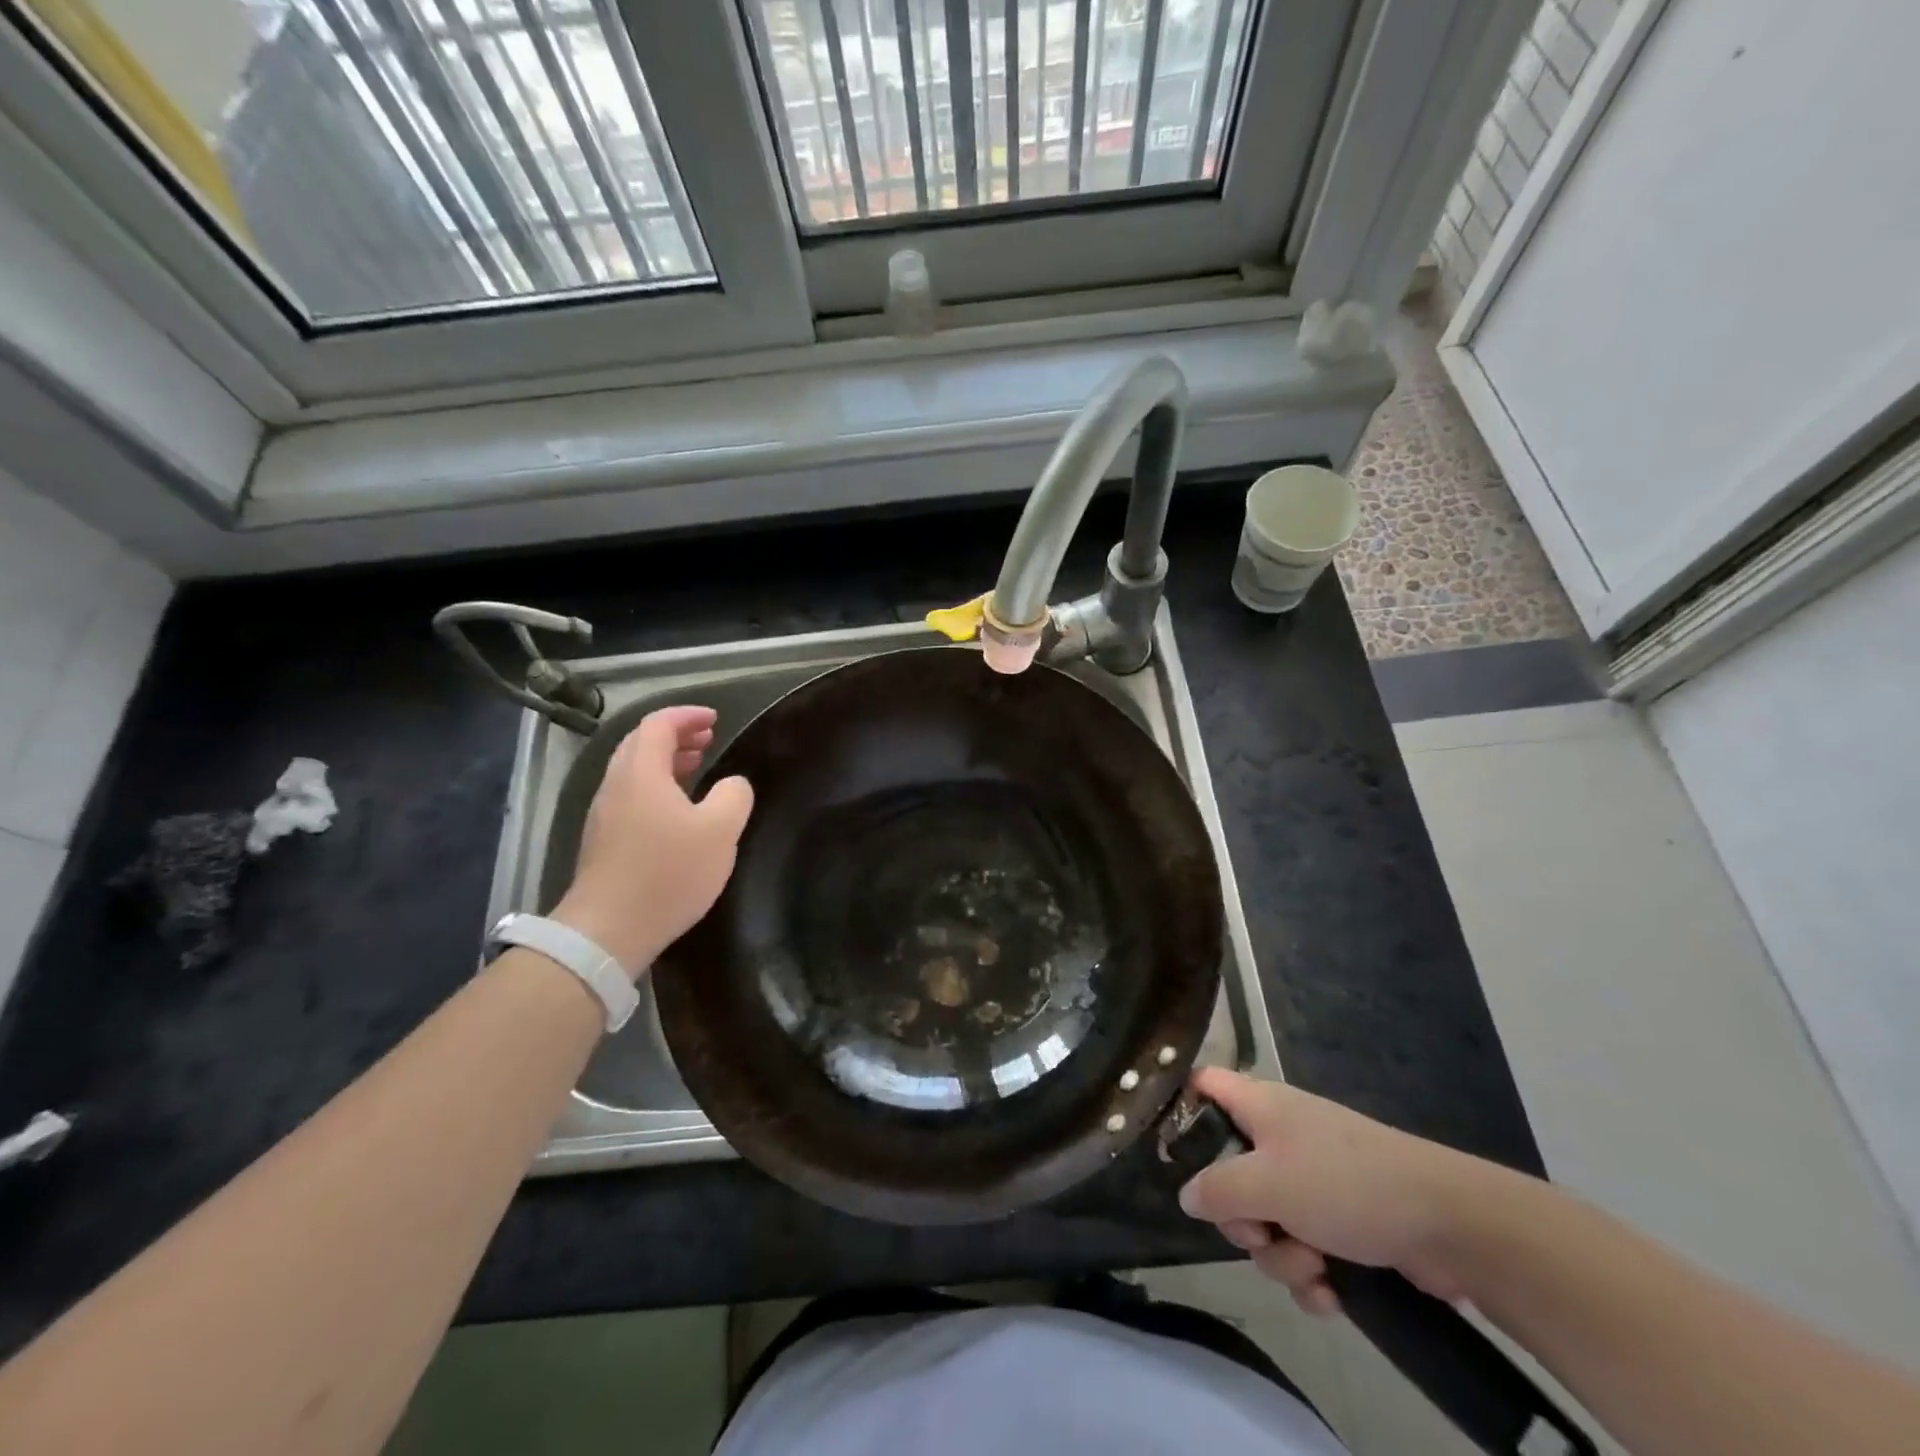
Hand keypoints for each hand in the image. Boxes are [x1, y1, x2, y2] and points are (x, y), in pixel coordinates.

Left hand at [552, 706, 752, 976]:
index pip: (658, 724)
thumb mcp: (720, 831)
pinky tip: (678, 809)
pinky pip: (631, 794)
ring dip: (665, 760)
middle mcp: (616, 785)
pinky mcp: (603, 840)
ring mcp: (605, 813)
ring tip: (696, 766)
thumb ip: (734, 796)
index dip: (687, 716)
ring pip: (634, 770)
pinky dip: (656, 785)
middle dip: (676, 735)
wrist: (608, 931)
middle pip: (641, 743)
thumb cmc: (668, 873)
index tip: (715, 719)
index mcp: (641, 772)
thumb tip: (732, 785)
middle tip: (708, 739)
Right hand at [1178, 1068, 1496, 1315]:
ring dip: (1281, 1256)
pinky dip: (1311, 1274)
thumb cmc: (1346, 1184)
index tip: (1173, 1156)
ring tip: (1314, 1268)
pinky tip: (1332, 1294)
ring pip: (1267, 1220)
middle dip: (1241, 1218)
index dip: (1182, 1111)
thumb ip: (1218, 1190)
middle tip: (1259, 1232)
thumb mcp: (1268, 1185)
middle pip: (1229, 1171)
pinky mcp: (1342, 1220)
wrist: (1448, 1223)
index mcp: (1260, 1107)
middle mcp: (1281, 1136)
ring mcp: (1313, 1178)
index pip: (1204, 1085)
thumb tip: (1187, 1196)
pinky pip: (1303, 1248)